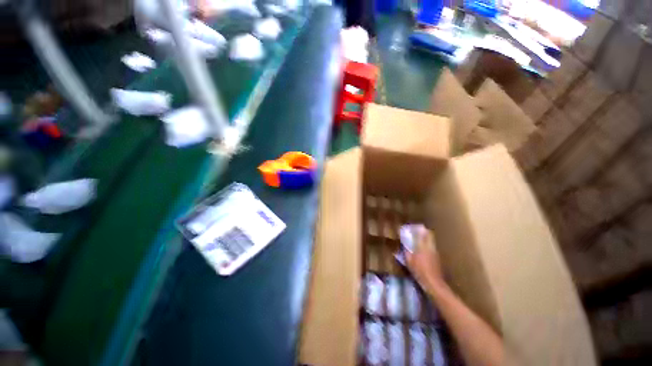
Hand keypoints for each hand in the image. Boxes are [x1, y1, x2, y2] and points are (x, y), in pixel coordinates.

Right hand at [405, 227, 445, 292]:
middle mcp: (430, 247)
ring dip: (427, 238)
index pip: (422, 233)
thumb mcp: (409, 261)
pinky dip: (429, 245)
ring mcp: (435, 252)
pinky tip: (425, 249)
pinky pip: (433, 247)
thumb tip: (403, 246)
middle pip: (430, 235)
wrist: (433, 283)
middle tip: (419, 230)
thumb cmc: (419, 271)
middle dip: (425, 231)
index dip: (419, 229)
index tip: (414, 226)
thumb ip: (406, 252)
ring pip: (432, 241)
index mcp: (422, 246)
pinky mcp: (438, 258)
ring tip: (421, 238)